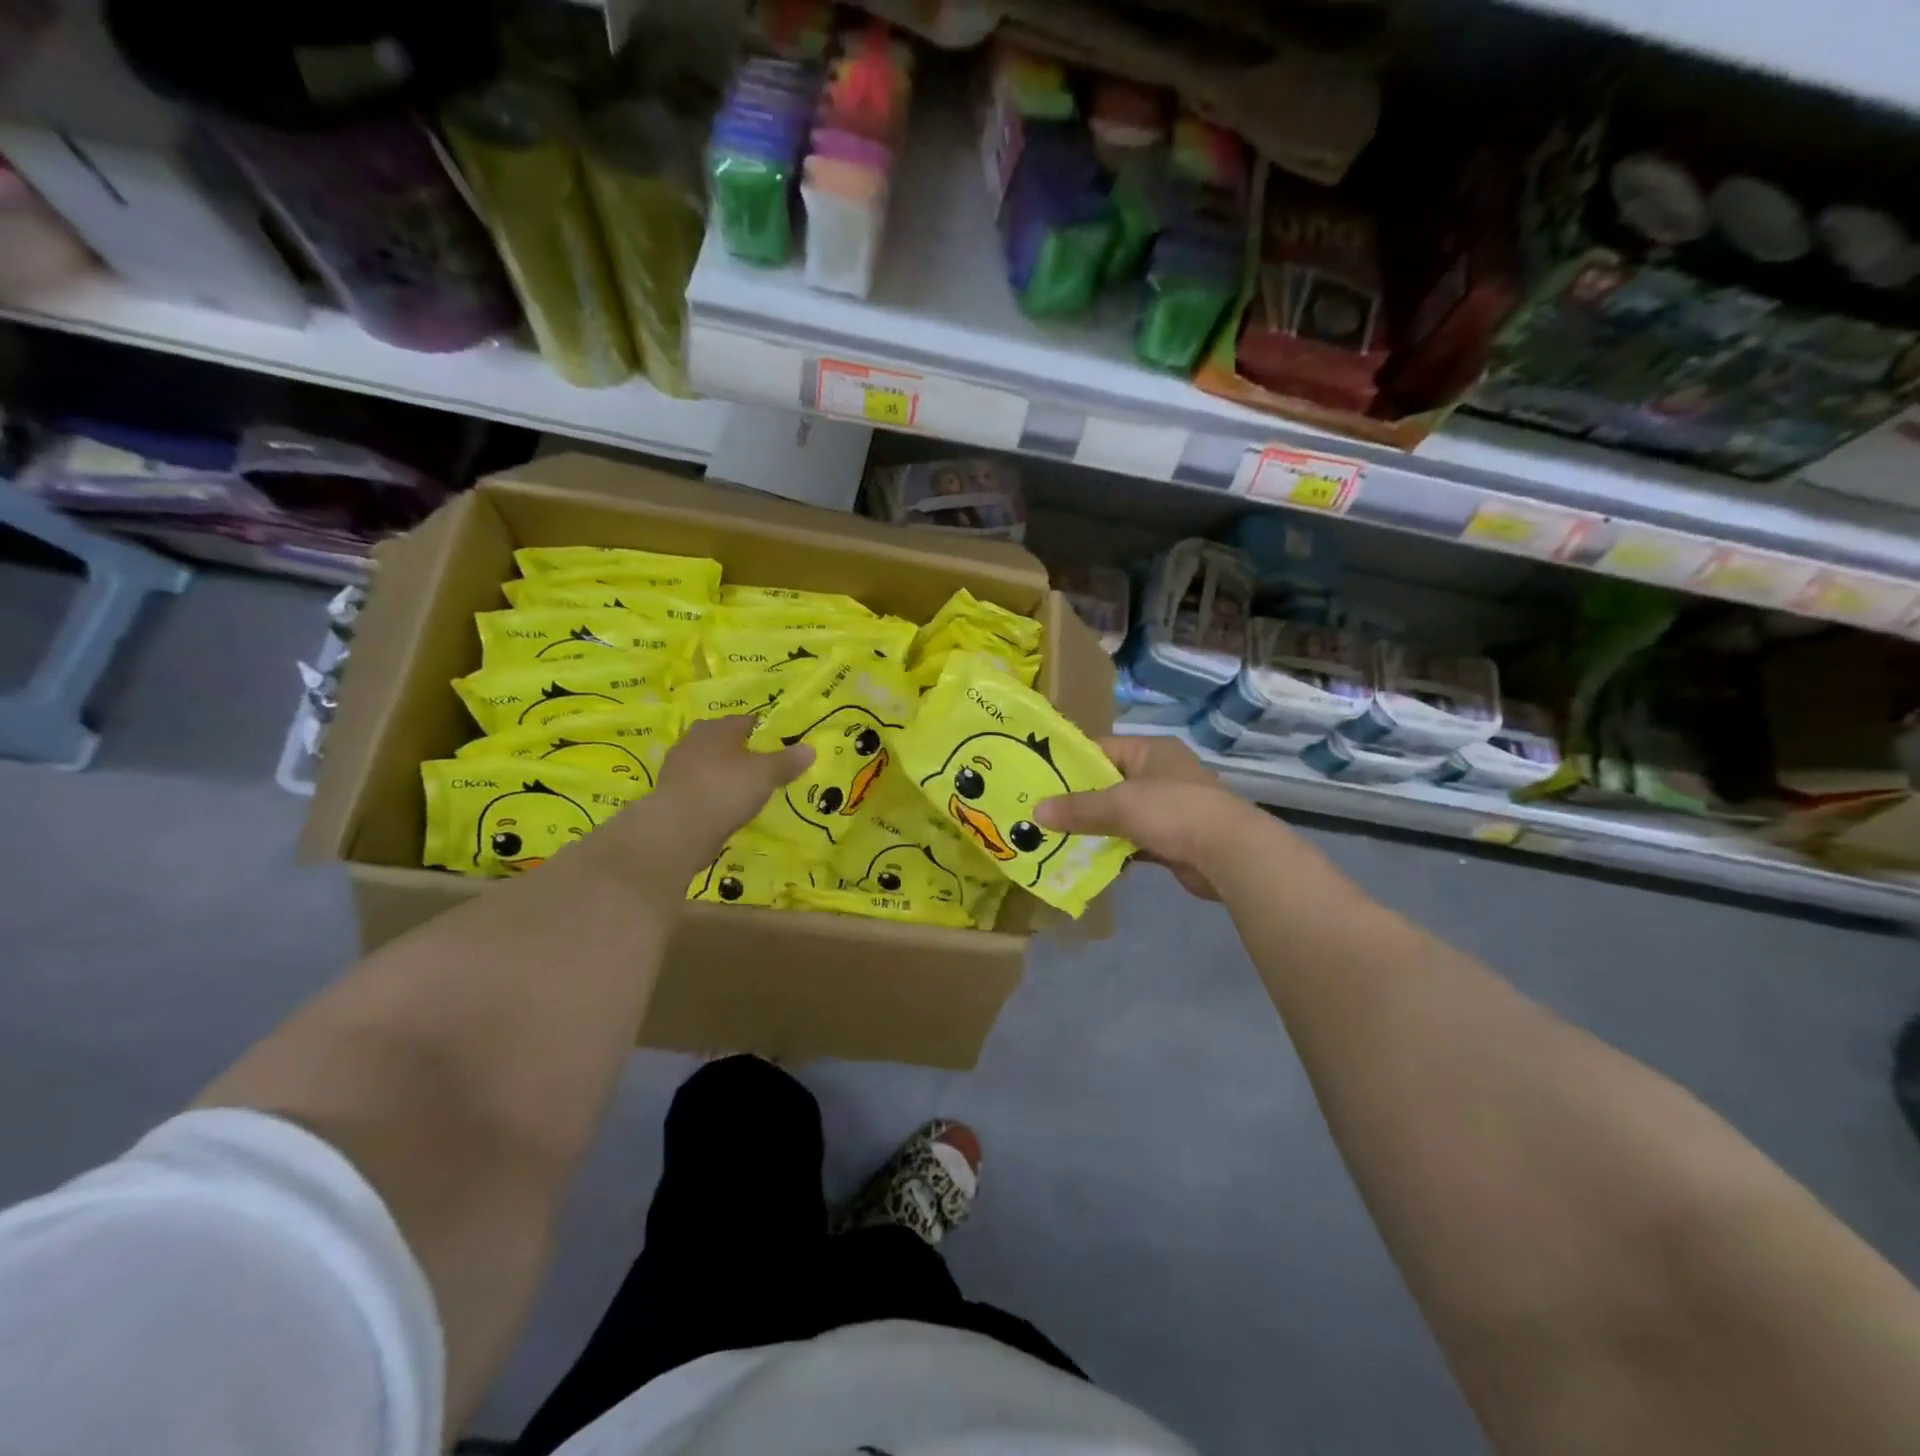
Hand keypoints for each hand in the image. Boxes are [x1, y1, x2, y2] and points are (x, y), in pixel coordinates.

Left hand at [610, 716, 813, 870]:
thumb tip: (810, 749)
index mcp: (716, 728)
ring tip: (750, 792)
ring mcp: (678, 769)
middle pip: (727, 744)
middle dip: (746, 755)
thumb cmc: (725, 789)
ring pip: (713, 767)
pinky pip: (702, 790)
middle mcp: (693, 741)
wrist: (678, 830)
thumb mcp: (765, 774)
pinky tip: (729, 809)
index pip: (747, 722)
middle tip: (768, 771)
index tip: (783, 750)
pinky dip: (716, 796)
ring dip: (729, 777)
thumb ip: (787, 761)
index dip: (767, 734)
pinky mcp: (672, 796)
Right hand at [1035, 736, 1264, 900]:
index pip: (1101, 749)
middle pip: (1108, 783)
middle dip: (1078, 801)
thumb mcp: (1119, 804)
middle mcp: (1160, 773)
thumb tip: (1037, 811)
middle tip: (1042, 813)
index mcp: (1151, 750)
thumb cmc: (1173, 812)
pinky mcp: (1172, 838)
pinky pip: (1133, 840)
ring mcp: (1168, 807)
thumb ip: (1078, 808)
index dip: (1070, 763)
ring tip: (1057, 838)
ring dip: (1094, 828)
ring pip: (1120, 815)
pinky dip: (1114, 849)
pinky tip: (1088, 860)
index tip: (1039, 779)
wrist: (1229, 854)